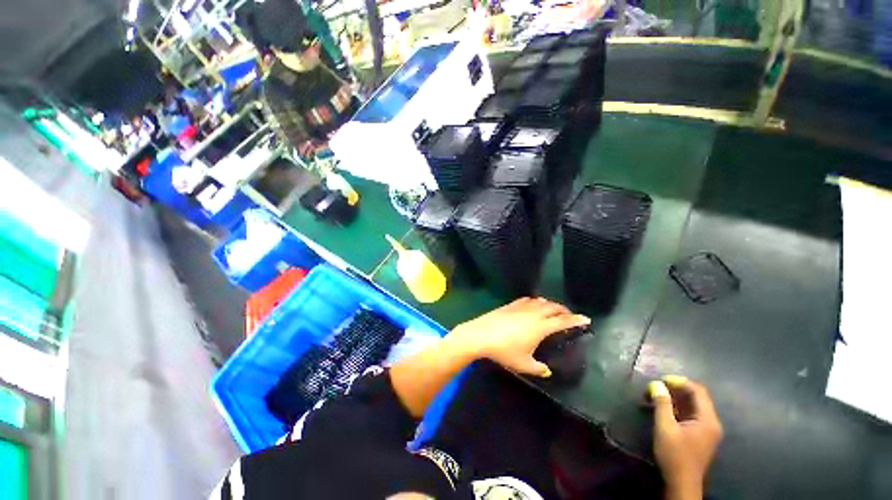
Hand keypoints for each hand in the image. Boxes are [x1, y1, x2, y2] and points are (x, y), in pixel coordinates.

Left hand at [447, 298, 589, 377]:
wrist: (481, 334)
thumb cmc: (504, 350)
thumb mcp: (523, 364)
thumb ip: (538, 368)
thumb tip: (547, 371)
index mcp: (540, 327)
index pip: (563, 321)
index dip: (576, 320)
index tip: (586, 319)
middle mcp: (533, 313)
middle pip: (553, 307)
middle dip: (564, 310)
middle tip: (569, 316)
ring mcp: (521, 307)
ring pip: (540, 301)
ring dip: (550, 304)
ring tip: (553, 310)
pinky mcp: (510, 304)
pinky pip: (527, 300)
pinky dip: (535, 301)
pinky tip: (533, 305)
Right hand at [650, 376, 722, 499]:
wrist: (681, 483)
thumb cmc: (674, 454)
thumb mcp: (665, 427)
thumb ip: (662, 404)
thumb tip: (657, 384)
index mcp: (708, 420)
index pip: (699, 391)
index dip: (680, 382)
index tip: (661, 380)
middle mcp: (711, 423)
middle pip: (697, 398)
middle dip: (676, 389)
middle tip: (656, 387)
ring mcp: (707, 430)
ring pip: (693, 406)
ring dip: (676, 399)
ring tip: (656, 396)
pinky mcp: (700, 436)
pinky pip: (691, 415)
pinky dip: (678, 408)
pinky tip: (663, 409)